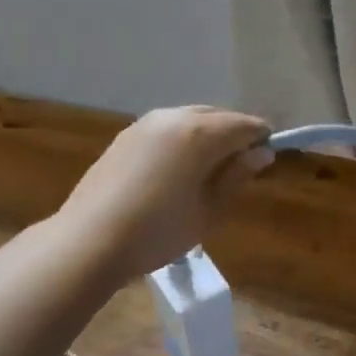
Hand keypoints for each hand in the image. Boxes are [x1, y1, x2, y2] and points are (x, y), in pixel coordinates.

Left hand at [55, 107, 273, 283]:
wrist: (89, 240)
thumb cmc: (158, 232)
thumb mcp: (209, 211)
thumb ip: (237, 177)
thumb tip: (261, 153)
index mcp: (200, 133)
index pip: (245, 125)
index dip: (261, 138)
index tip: (266, 159)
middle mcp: (174, 117)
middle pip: (217, 116)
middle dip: (233, 134)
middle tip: (238, 168)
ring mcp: (145, 123)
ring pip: (190, 119)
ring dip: (206, 135)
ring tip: (207, 171)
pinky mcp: (125, 135)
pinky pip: (166, 128)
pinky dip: (181, 140)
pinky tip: (175, 170)